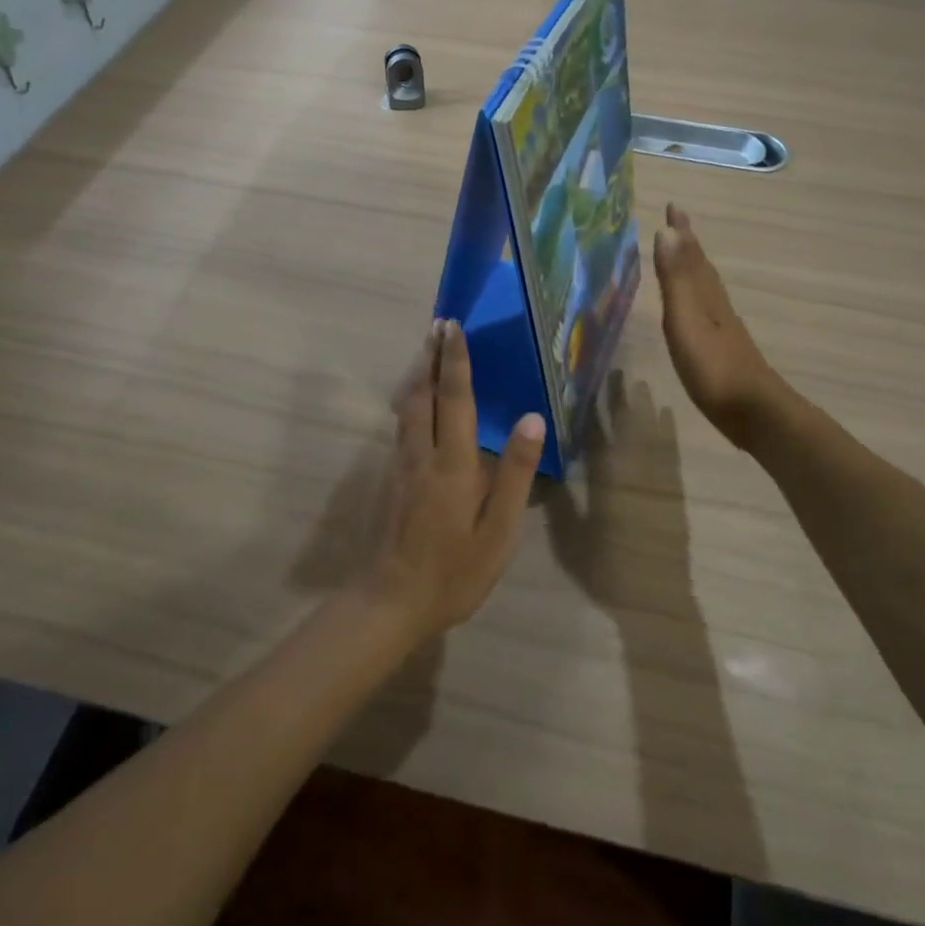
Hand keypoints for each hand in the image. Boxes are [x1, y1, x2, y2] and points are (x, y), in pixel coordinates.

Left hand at [363, 320, 545, 637]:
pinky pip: (401, 425)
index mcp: (453, 464)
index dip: (456, 361)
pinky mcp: (392, 479)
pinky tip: (416, 400)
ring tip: (426, 350)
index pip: (455, 399)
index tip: (454, 327)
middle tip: (437, 324)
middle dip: (429, 356)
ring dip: (416, 374)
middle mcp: (422, 454)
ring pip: (406, 407)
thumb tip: (532, 419)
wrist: (394, 601)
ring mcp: (401, 466)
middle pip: (422, 394)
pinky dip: (410, 400)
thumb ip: (515, 474)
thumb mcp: (499, 531)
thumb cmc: (456, 571)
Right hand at [654, 204, 787, 450]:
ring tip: (682, 258)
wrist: (754, 412)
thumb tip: (667, 231)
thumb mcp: (686, 321)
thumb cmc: (713, 368)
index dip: (682, 232)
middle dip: (688, 245)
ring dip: (693, 269)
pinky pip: (707, 310)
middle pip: (701, 268)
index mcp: (706, 296)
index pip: (692, 255)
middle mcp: (717, 306)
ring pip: (706, 288)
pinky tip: (697, 310)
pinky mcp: (724, 350)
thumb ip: (676, 280)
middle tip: (676, 223)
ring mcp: (723, 329)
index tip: (673, 206)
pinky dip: (697, 298)